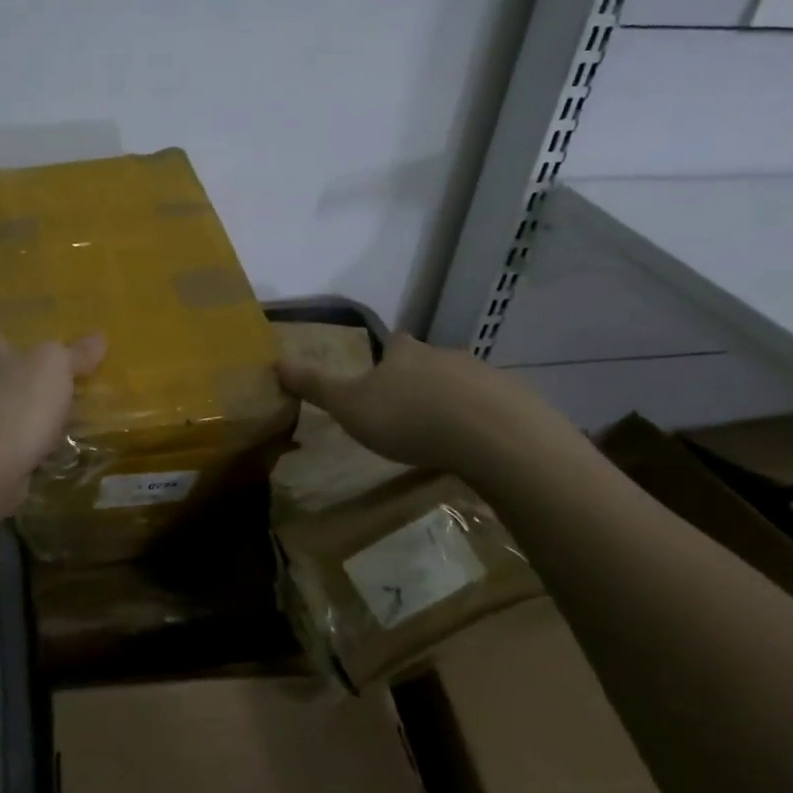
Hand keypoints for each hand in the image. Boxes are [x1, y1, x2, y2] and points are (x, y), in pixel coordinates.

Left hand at [0, 296, 105, 501]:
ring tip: (47, 390)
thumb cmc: (16, 402)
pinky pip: (0, 426)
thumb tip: (98, 337)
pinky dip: (18, 426)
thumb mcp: (56, 367)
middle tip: (39, 346)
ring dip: (14, 391)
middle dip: (7, 350)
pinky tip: (43, 430)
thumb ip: (76, 352)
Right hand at [276, 332, 575, 480]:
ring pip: (463, 385)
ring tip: (443, 435)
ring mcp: (486, 376)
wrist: (494, 438)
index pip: (394, 344)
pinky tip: (479, 448)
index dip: (387, 357)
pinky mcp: (517, 403)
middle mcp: (446, 356)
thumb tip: (275, 360)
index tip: (380, 377)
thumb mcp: (350, 406)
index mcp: (406, 354)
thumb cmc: (410, 419)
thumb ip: (315, 385)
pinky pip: (494, 409)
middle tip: (409, 414)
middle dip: (420, 382)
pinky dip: (483, 423)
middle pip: (429, 363)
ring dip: (453, 402)